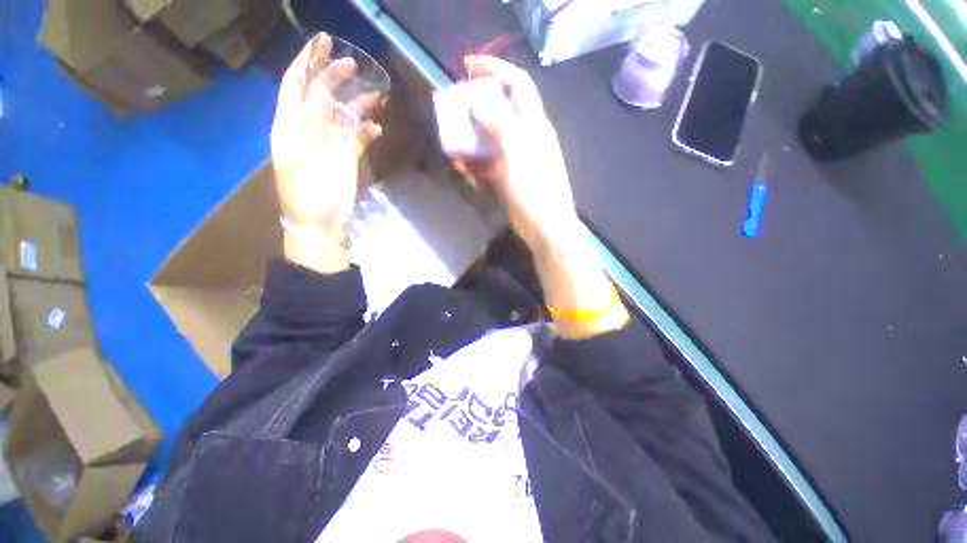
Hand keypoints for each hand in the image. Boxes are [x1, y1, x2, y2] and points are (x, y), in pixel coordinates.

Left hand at [271, 34, 382, 271]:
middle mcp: (309, 129)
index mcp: (289, 125)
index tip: (323, 42)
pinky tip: (377, 128)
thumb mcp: (303, 155)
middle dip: (333, 75)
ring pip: (343, 114)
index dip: (308, 62)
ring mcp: (330, 142)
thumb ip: (312, 122)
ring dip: (358, 103)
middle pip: (321, 94)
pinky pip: (359, 137)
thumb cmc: (306, 192)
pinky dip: (368, 131)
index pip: (296, 85)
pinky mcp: (347, 157)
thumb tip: (324, 90)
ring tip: (376, 94)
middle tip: (352, 62)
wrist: (320, 222)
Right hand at [454, 55, 580, 254]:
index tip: (468, 65)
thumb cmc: (534, 188)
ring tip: (453, 146)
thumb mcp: (516, 151)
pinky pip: (490, 164)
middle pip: (499, 112)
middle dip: (475, 109)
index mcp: (533, 124)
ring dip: (471, 140)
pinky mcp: (510, 178)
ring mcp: (517, 159)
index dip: (495, 68)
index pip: (517, 84)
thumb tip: (477, 101)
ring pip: (491, 140)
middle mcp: (526, 137)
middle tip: (454, 112)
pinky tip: (464, 169)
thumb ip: (498, 122)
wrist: (545, 227)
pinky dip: (476, 164)